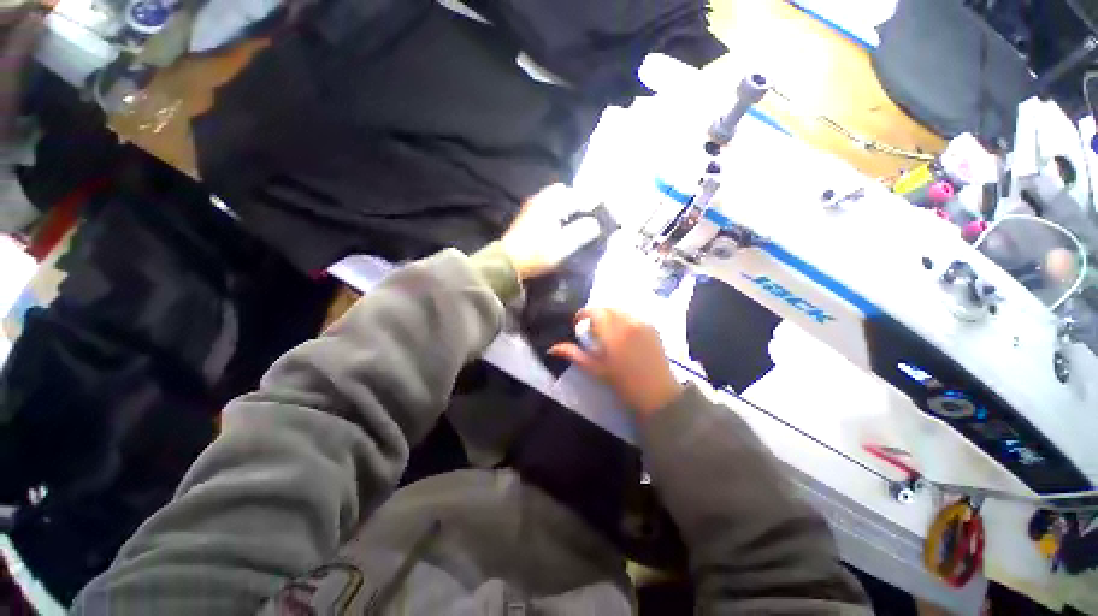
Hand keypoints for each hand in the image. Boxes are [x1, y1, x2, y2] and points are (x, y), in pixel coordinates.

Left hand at [500, 184, 602, 279]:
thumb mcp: (564, 245)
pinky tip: (559, 227)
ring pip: (554, 199)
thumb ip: (583, 231)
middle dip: (577, 201)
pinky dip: (556, 213)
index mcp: (551, 203)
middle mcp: (540, 199)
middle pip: (564, 192)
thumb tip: (595, 223)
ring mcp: (531, 207)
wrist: (508, 263)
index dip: (591, 204)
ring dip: (566, 207)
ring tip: (575, 223)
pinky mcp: (526, 218)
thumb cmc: (537, 253)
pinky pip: (546, 207)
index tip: (598, 216)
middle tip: (586, 217)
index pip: (577, 195)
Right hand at [549, 308, 682, 419]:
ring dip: (610, 316)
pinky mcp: (652, 327)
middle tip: (592, 331)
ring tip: (608, 333)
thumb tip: (552, 348)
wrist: (658, 395)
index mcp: (613, 334)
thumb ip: (574, 355)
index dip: (582, 314)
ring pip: (620, 310)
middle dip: (596, 315)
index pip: (594, 312)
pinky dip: (623, 319)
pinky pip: (633, 315)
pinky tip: (624, 335)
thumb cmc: (623, 384)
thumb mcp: (596, 370)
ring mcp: (642, 323)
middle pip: (607, 308)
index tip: (577, 324)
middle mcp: (628, 323)